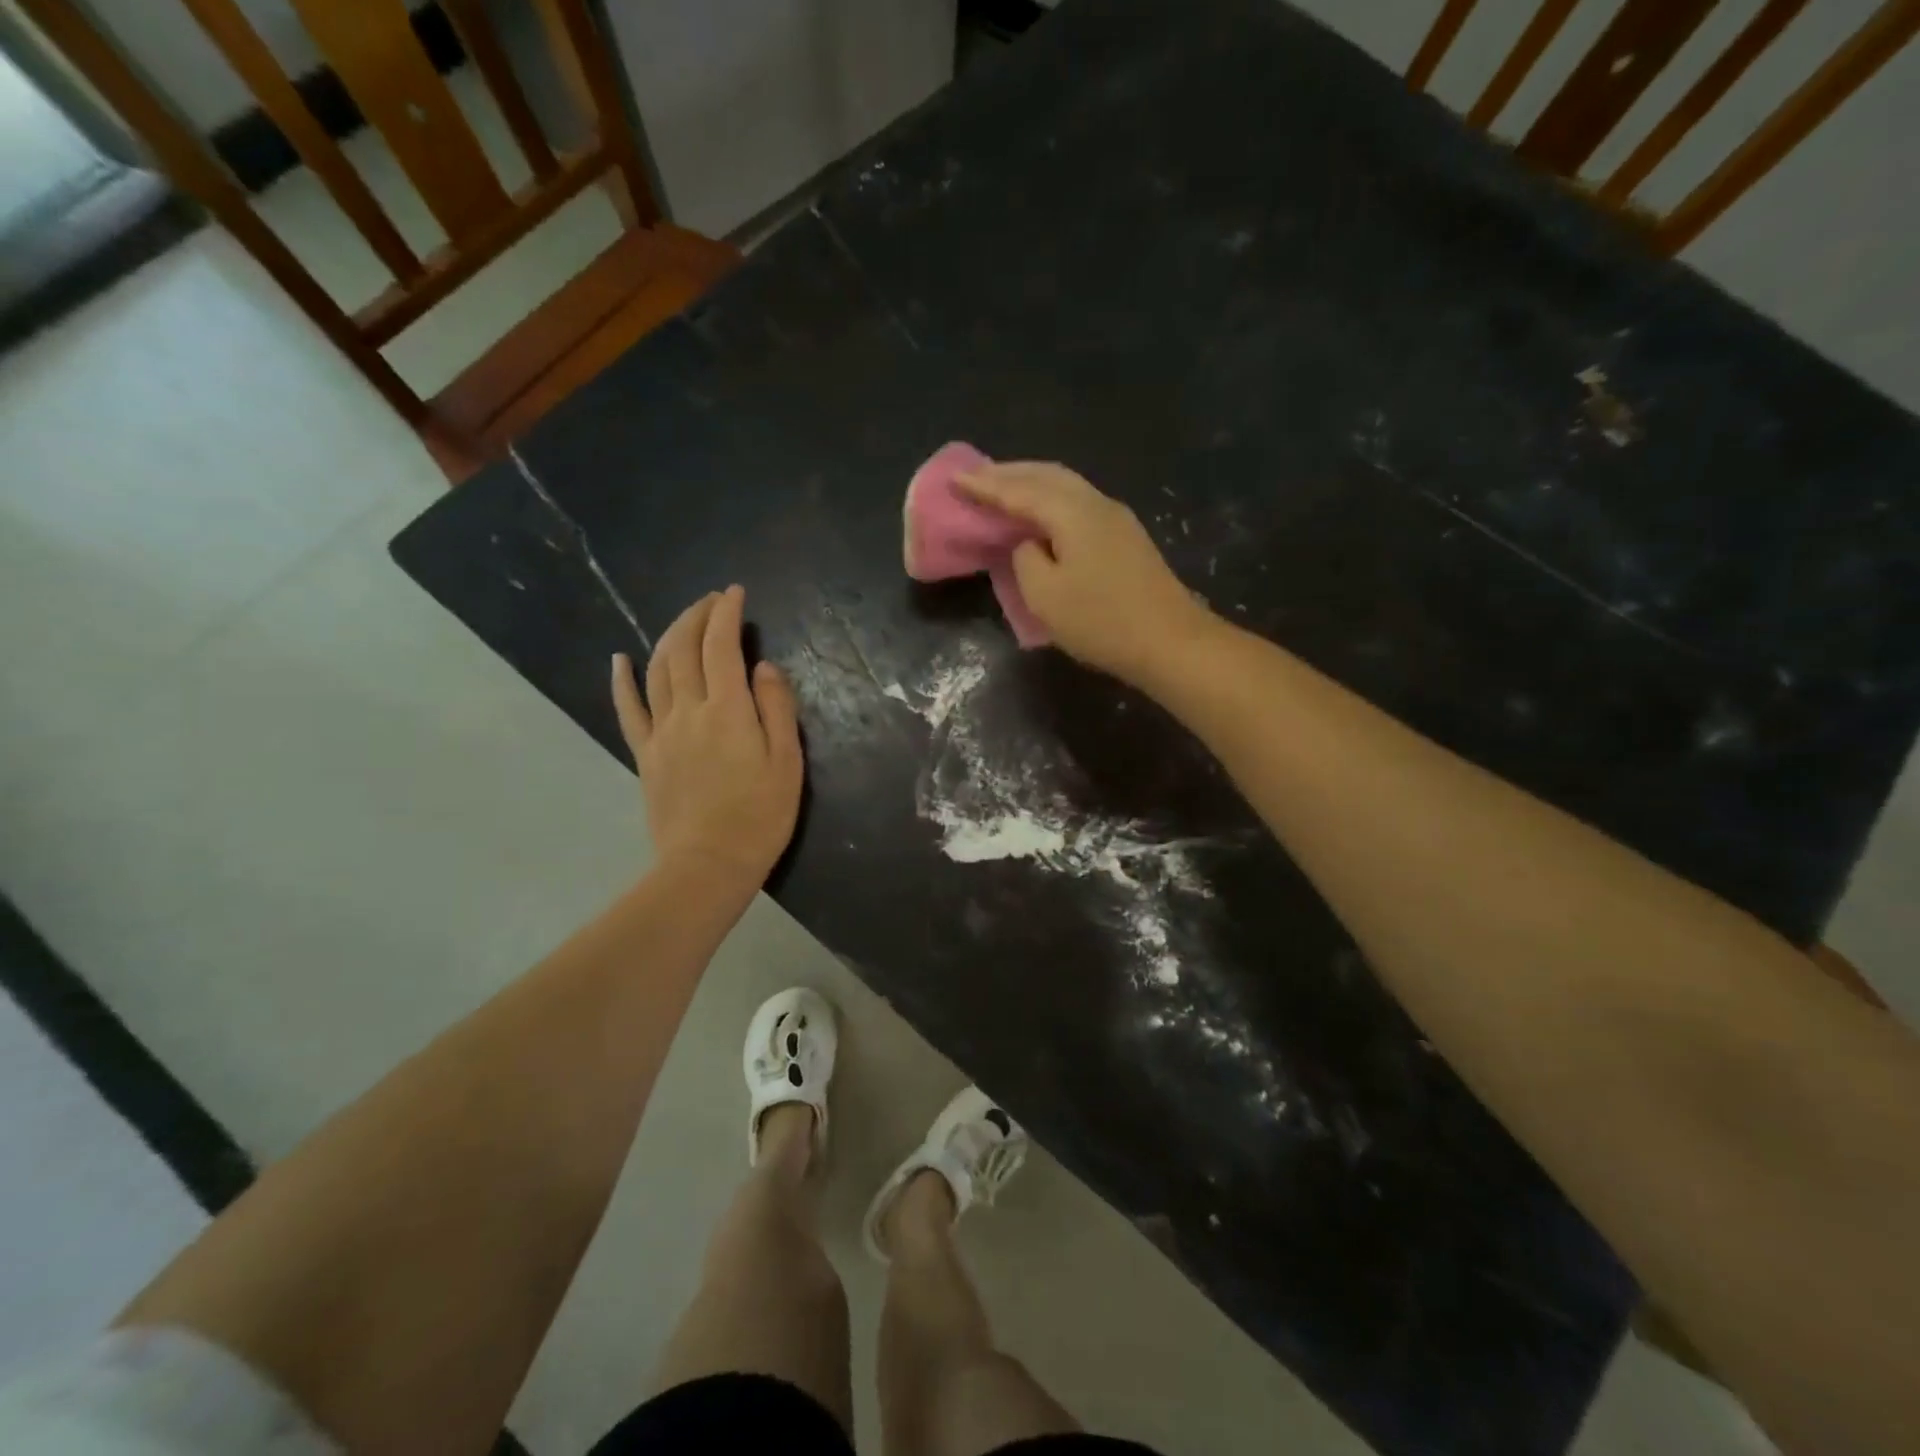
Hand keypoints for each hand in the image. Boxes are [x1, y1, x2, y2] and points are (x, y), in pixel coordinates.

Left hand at [611, 586, 802, 888]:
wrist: (708, 865)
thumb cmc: (760, 816)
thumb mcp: (787, 762)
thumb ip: (777, 708)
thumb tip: (764, 666)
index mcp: (728, 710)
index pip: (722, 646)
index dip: (727, 614)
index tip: (735, 593)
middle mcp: (689, 711)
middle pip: (685, 649)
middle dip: (697, 616)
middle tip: (712, 599)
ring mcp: (662, 731)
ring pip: (657, 669)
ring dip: (669, 636)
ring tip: (684, 619)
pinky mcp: (645, 754)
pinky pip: (629, 708)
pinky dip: (623, 679)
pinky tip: (620, 659)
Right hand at [958, 462, 1215, 687]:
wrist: (1170, 642)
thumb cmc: (1102, 621)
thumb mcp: (1045, 596)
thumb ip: (1025, 560)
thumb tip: (1029, 545)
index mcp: (1072, 512)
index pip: (1019, 490)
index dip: (985, 485)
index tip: (954, 479)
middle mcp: (1096, 503)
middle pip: (1047, 475)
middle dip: (1008, 473)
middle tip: (976, 477)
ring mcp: (1116, 518)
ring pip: (1066, 486)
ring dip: (1031, 483)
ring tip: (1004, 488)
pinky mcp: (1126, 538)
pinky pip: (1077, 503)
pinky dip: (1050, 500)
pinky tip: (1041, 513)